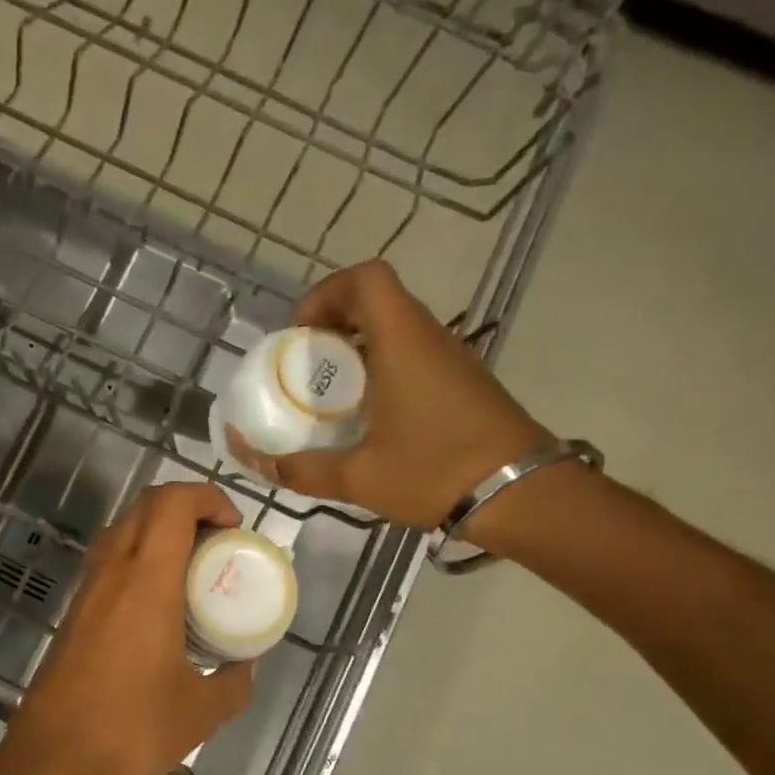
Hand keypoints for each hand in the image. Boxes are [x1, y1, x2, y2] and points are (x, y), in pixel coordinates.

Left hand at [0, 482, 254, 774]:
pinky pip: (108, 563)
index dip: (207, 497)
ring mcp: (86, 591)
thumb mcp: (202, 710)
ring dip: (158, 532)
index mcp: (146, 581)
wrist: (55, 761)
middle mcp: (111, 572)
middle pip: (145, 506)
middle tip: (217, 543)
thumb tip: (245, 665)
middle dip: (187, 508)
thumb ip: (234, 681)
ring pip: (122, 531)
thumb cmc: (133, 729)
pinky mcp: (73, 613)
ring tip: (191, 571)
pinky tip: (158, 605)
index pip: (171, 503)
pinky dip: (138, 560)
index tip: (233, 527)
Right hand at [228, 260, 550, 530]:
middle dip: (332, 322)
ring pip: (396, 325)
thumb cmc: (436, 472)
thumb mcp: (357, 476)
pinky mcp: (462, 380)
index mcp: (402, 342)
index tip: (300, 334)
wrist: (524, 496)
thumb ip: (298, 468)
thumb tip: (250, 458)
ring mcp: (451, 357)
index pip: (365, 278)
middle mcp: (429, 337)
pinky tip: (367, 413)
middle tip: (305, 365)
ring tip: (329, 392)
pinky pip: (412, 352)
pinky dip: (381, 365)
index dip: (325, 293)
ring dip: (356, 345)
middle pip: (376, 299)